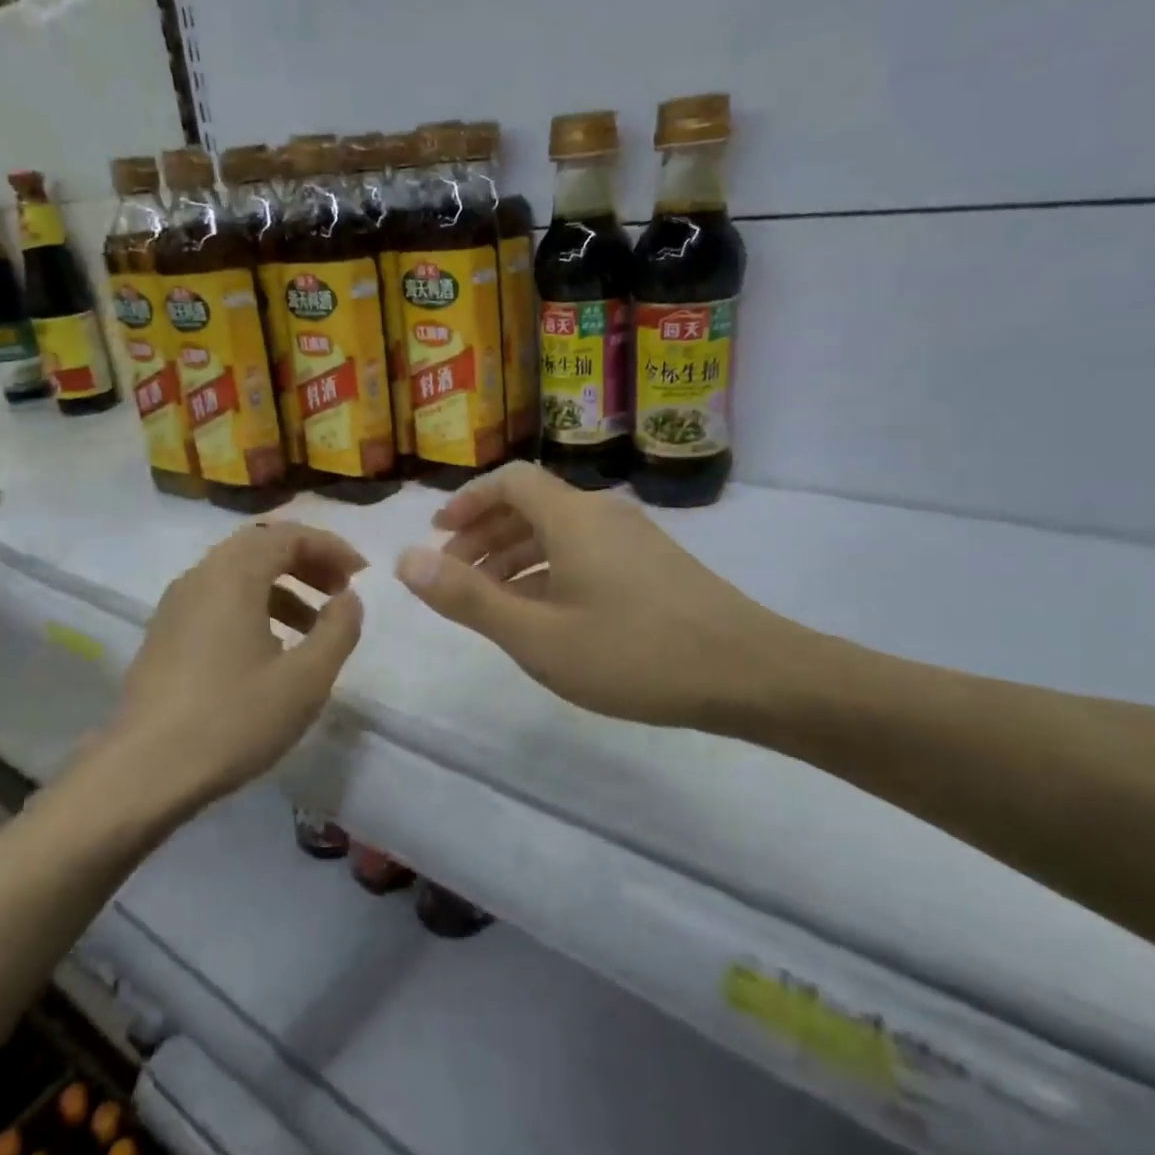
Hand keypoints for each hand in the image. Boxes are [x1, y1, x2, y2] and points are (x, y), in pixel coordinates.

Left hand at [117, 522, 365, 797]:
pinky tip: (270, 650)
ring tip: (312, 626)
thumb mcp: (305, 679)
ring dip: (281, 586)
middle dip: (306, 561)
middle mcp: (200, 577)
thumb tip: (348, 598)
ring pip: (237, 574)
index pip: (288, 534)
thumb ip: (338, 630)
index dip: (331, 547)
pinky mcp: (164, 634)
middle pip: (260, 546)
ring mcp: (176, 605)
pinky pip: (217, 599)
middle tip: (340, 590)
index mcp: (233, 575)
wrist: (145, 771)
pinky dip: (253, 606)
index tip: (362, 575)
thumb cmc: (233, 718)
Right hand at [394, 462, 806, 734]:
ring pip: (560, 531)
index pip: (509, 481)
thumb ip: (468, 598)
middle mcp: (603, 513)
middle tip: (454, 573)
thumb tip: (404, 561)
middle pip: (532, 505)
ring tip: (490, 598)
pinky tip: (546, 612)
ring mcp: (635, 538)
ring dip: (517, 556)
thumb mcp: (537, 635)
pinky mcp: (655, 564)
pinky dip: (551, 570)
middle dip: (485, 534)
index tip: (437, 534)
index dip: (467, 502)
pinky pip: (586, 552)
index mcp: (572, 516)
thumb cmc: (633, 653)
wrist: (749, 672)